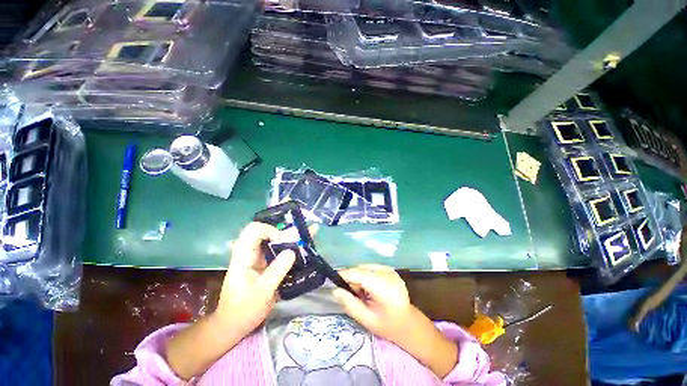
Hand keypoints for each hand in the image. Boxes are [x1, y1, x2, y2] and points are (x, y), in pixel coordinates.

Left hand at [215, 222, 295, 336]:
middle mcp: (251, 253)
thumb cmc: (243, 310)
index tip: (284, 241)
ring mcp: (259, 258)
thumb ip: (276, 271)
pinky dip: (292, 248)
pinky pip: (279, 251)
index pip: (253, 230)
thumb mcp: (261, 293)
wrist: (234, 325)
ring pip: (275, 240)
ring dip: (292, 237)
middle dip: (287, 230)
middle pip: (268, 232)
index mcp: (244, 256)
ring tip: (311, 233)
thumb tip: (292, 251)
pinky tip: (305, 247)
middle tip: (305, 233)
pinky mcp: (266, 265)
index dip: (270, 230)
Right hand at [333, 264, 458, 377]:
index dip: (344, 276)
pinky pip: (371, 267)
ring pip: (365, 267)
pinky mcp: (390, 269)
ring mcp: (390, 269)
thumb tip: (335, 290)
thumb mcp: (366, 319)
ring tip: (363, 293)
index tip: (335, 284)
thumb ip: (349, 303)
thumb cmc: (387, 325)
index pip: (357, 273)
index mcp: (382, 285)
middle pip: (360, 268)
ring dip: (359, 277)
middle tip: (354, 295)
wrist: (409, 323)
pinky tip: (371, 288)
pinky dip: (366, 275)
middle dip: (352, 279)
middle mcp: (387, 272)